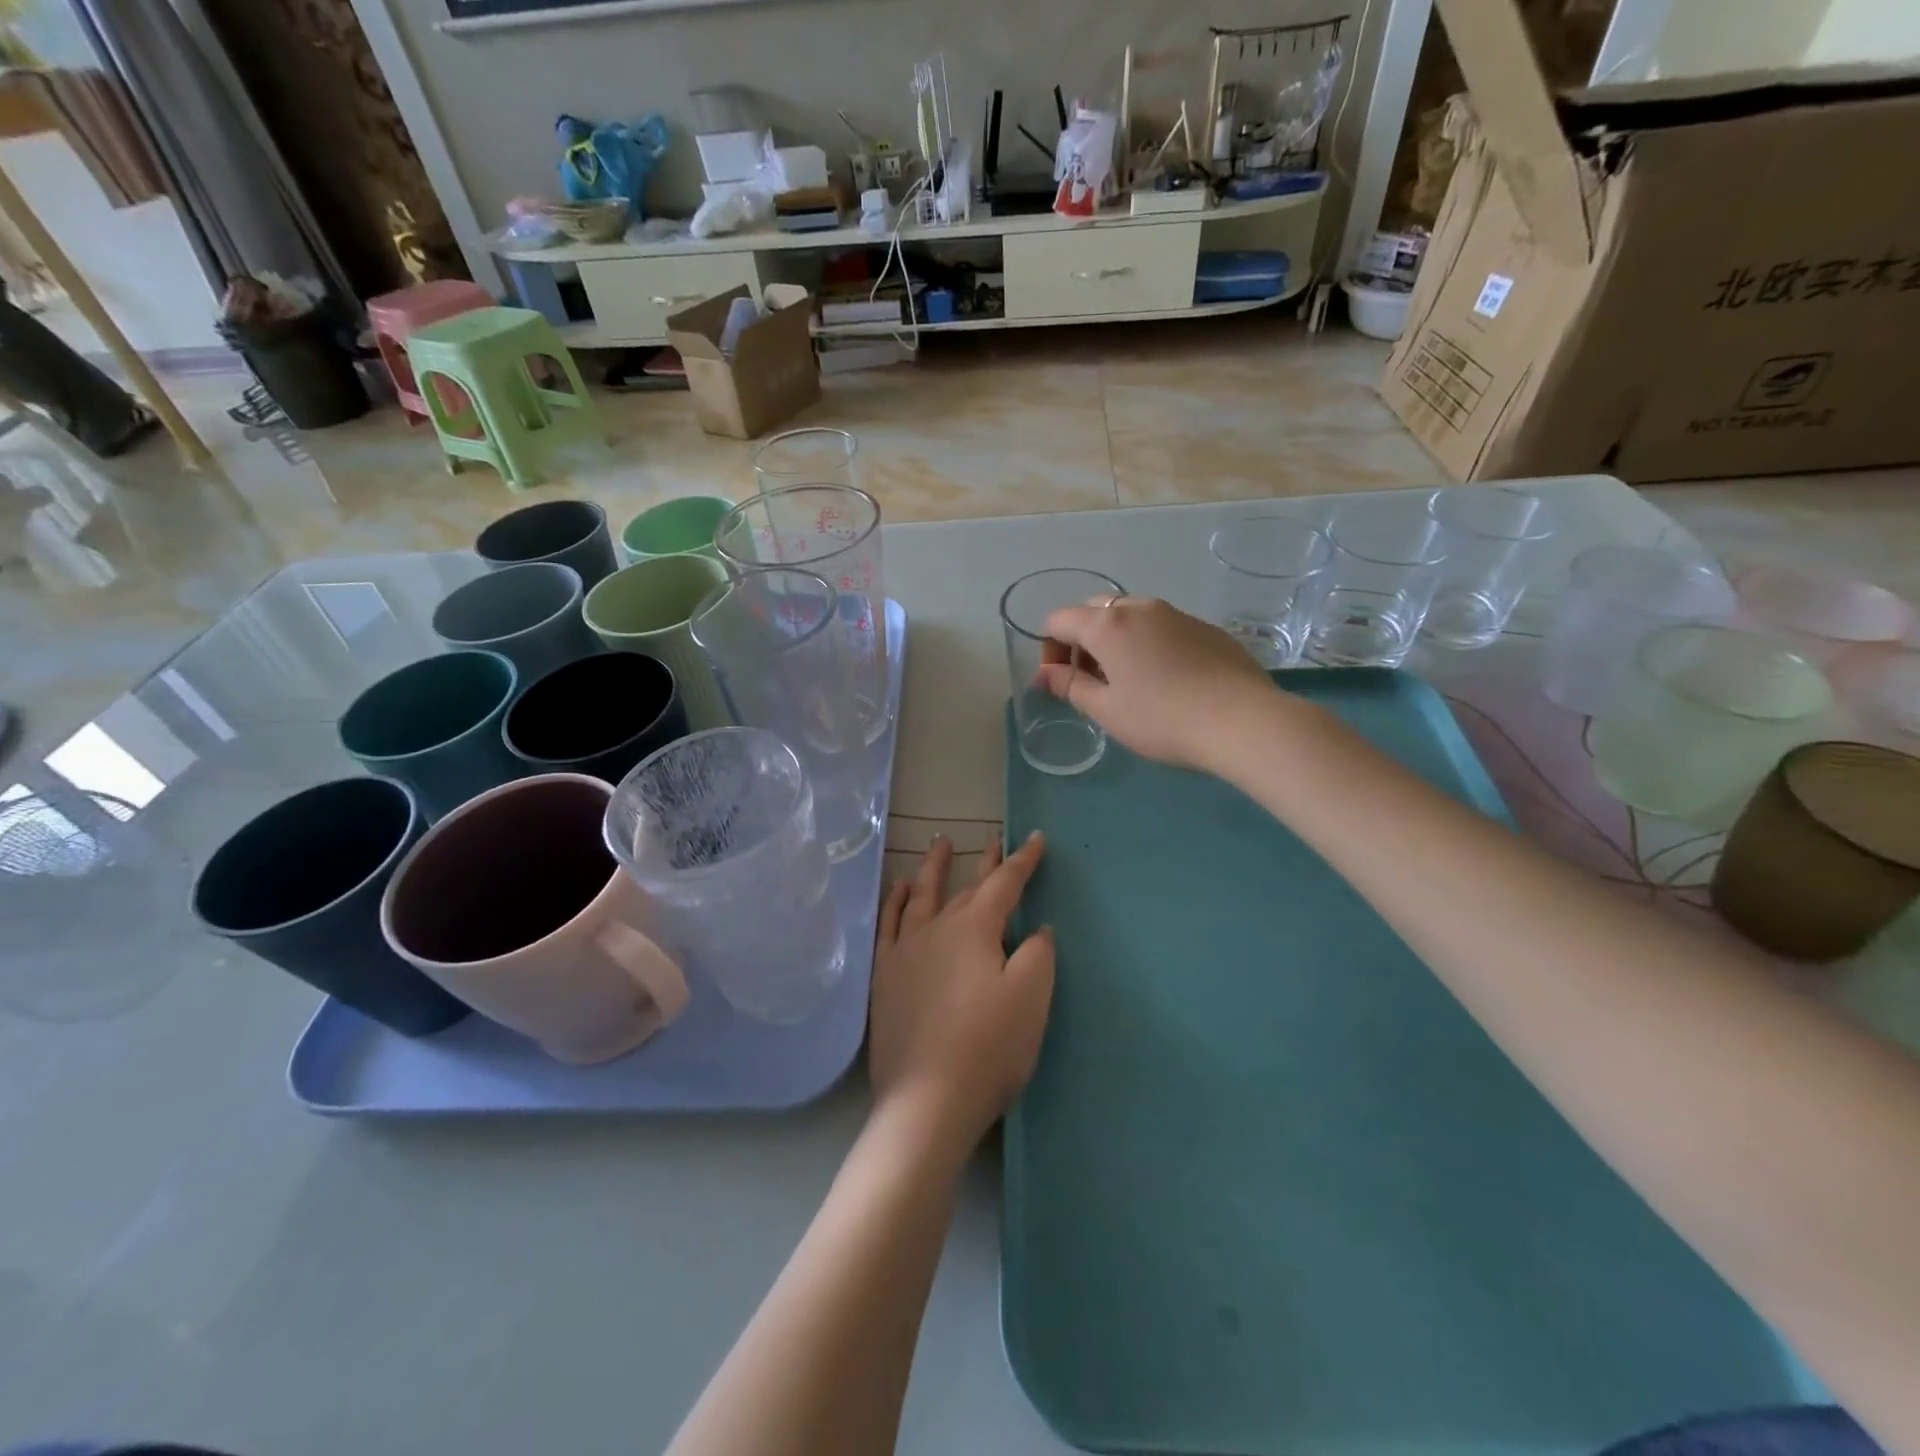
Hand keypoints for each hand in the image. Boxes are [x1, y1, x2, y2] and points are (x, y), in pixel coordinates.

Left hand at [870, 833, 1054, 1151]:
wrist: (927, 1101)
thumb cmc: (988, 1048)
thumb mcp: (1031, 998)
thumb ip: (1037, 955)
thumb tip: (1036, 929)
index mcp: (975, 929)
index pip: (1005, 884)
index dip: (1023, 861)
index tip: (1036, 838)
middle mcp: (937, 929)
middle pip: (966, 888)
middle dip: (985, 863)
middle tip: (995, 839)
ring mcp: (906, 951)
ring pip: (922, 896)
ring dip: (934, 868)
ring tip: (939, 843)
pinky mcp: (886, 976)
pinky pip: (889, 924)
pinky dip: (896, 901)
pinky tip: (900, 889)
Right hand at [1037, 596, 1281, 773]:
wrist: (1242, 721)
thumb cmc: (1162, 719)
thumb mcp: (1106, 710)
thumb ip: (1070, 686)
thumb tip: (1045, 673)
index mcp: (1107, 625)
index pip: (1059, 621)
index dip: (1048, 649)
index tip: (1059, 682)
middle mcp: (1139, 607)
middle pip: (1094, 611)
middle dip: (1081, 641)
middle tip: (1090, 681)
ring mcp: (1176, 614)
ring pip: (1130, 616)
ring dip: (1115, 641)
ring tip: (1126, 681)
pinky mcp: (1205, 628)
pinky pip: (1161, 627)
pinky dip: (1147, 644)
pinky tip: (1164, 680)